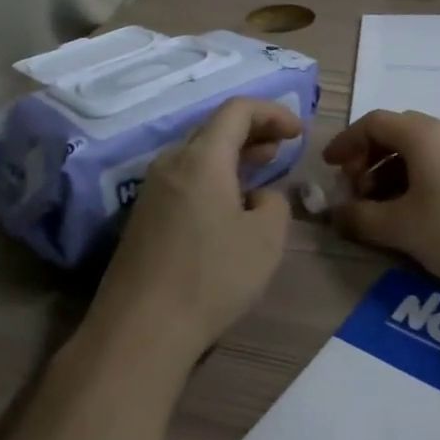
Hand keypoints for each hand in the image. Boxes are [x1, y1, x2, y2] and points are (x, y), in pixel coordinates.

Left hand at [90, 97, 299, 364]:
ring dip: (232, 155)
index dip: (272, 112)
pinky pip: (184, 179)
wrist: (140, 330)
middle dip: (252, 131)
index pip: (237, 109)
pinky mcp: (142, 217)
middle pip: (214, 128)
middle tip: (282, 146)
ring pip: (197, 155)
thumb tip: (257, 197)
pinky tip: (227, 205)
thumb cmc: (211, 277)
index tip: (298, 131)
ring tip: (259, 170)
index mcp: (201, 158)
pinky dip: (212, 177)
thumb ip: (274, 203)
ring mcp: (151, 190)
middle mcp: (171, 163)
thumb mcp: (266, 239)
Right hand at [322, 110, 439, 295]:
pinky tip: (416, 213)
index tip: (329, 168)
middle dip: (368, 159)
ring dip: (391, 173)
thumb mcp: (400, 228)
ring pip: (419, 151)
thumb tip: (334, 213)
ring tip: (382, 208)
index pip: (374, 122)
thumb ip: (360, 218)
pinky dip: (416, 180)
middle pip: (396, 134)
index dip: (346, 142)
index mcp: (423, 135)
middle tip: (355, 191)